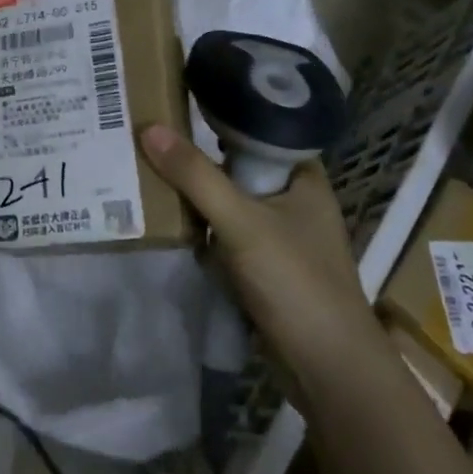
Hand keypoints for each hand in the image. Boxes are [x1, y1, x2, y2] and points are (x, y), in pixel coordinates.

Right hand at [140, 125, 377, 366]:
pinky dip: (200, 230)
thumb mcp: (241, 222)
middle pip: (237, 168)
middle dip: (197, 160)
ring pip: (228, 203)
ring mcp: (279, 237)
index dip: (220, 116)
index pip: (258, 131)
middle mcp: (293, 201)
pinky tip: (166, 221)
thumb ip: (195, 176)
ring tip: (145, 173)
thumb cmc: (295, 282)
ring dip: (195, 197)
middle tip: (148, 138)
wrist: (328, 370)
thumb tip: (148, 128)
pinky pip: (224, 235)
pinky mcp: (264, 268)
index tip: (176, 104)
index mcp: (303, 178)